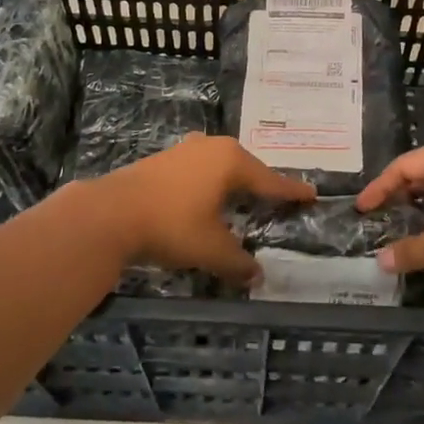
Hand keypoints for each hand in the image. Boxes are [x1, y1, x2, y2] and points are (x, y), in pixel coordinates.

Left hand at [91, 135, 314, 285]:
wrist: (111, 212)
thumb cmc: (172, 225)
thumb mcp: (211, 248)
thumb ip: (238, 262)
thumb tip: (257, 275)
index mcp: (232, 161)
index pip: (270, 180)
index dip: (291, 191)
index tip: (311, 194)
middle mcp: (212, 147)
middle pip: (247, 167)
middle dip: (262, 183)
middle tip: (278, 198)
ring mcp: (186, 150)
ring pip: (221, 166)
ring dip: (234, 182)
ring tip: (244, 197)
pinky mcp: (164, 159)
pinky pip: (201, 169)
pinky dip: (211, 182)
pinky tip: (207, 196)